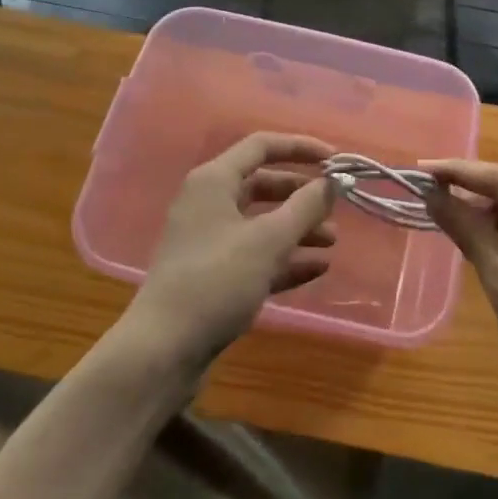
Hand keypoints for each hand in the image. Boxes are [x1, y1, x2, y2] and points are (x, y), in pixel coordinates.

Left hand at [125, 134, 338, 371]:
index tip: (333, 159)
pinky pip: (255, 255)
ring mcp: (209, 241)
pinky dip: (285, 257)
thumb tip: (332, 181)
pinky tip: (317, 268)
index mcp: (214, 181)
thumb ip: (305, 207)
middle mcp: (209, 203)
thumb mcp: (268, 241)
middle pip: (263, 185)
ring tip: (331, 241)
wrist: (162, 351)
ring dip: (297, 228)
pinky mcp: (213, 275)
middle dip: (301, 195)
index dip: (300, 147)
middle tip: (335, 206)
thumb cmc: (216, 281)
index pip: (261, 146)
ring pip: (261, 222)